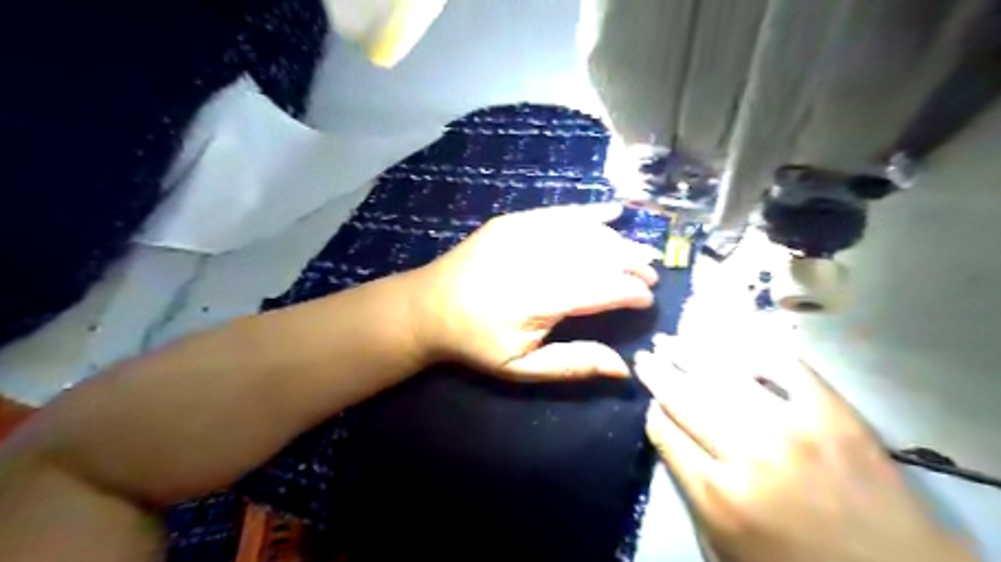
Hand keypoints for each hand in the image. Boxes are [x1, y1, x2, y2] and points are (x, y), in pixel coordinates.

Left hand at [410, 205, 663, 380]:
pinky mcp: (512, 221)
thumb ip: (573, 364)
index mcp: (537, 298)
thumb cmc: (475, 342)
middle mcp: (534, 258)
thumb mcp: (521, 367)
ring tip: (640, 250)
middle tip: (652, 272)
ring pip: (584, 231)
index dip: (630, 291)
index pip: (601, 288)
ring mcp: (521, 233)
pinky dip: (589, 212)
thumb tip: (623, 368)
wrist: (426, 307)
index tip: (648, 299)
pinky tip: (613, 211)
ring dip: (618, 239)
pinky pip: (559, 212)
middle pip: (598, 253)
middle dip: (632, 262)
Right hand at [633, 336, 978, 558]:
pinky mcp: (832, 411)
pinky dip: (753, 350)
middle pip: (684, 398)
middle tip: (644, 355)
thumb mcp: (724, 546)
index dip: (653, 412)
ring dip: (690, 353)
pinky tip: (731, 341)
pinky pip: (782, 365)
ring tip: (672, 340)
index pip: (664, 433)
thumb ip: (690, 490)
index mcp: (717, 494)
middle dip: (658, 374)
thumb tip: (672, 438)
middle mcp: (746, 453)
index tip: (650, 401)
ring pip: (723, 375)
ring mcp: (791, 426)